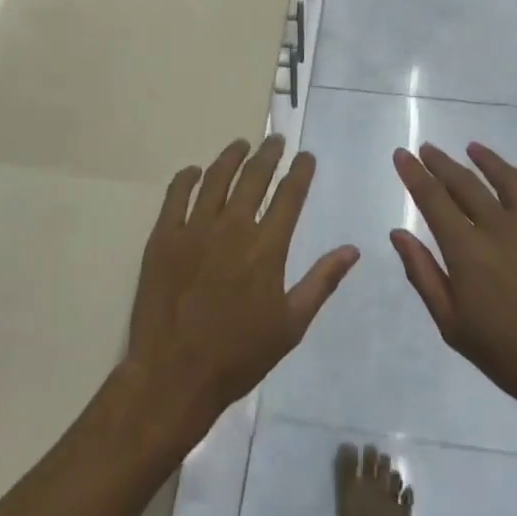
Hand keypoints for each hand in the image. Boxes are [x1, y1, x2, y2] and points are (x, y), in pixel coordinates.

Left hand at [128, 136, 359, 434]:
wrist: (174, 375)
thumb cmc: (238, 355)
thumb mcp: (291, 324)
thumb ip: (321, 281)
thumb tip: (352, 249)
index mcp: (266, 247)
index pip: (289, 195)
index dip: (300, 171)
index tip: (306, 156)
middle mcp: (232, 227)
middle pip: (253, 177)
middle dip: (268, 154)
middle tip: (275, 140)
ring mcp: (194, 229)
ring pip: (216, 178)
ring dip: (231, 156)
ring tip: (241, 144)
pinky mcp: (163, 236)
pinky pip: (175, 194)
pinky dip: (187, 177)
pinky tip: (195, 171)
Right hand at [390, 143, 516, 430]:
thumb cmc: (514, 358)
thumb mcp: (455, 327)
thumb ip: (424, 276)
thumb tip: (398, 234)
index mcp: (467, 250)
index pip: (432, 199)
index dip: (414, 174)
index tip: (402, 154)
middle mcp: (500, 226)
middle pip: (465, 183)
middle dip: (441, 163)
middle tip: (428, 149)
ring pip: (507, 178)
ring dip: (486, 160)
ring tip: (472, 148)